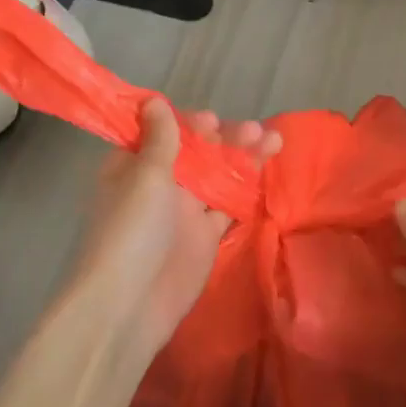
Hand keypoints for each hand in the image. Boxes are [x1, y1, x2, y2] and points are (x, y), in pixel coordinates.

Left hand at [66, 99, 280, 351]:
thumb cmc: (133, 231)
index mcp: (135, 165)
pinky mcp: (205, 236)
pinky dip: (247, 188)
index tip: (210, 121)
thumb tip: (153, 101)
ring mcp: (184, 211)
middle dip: (226, 138)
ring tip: (274, 141)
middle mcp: (160, 184)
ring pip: (218, 174)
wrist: (131, 305)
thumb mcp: (145, 176)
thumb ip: (160, 139)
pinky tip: (267, 172)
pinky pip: (229, 204)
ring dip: (244, 157)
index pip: (165, 132)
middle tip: (254, 132)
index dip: (189, 123)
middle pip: (198, 151)